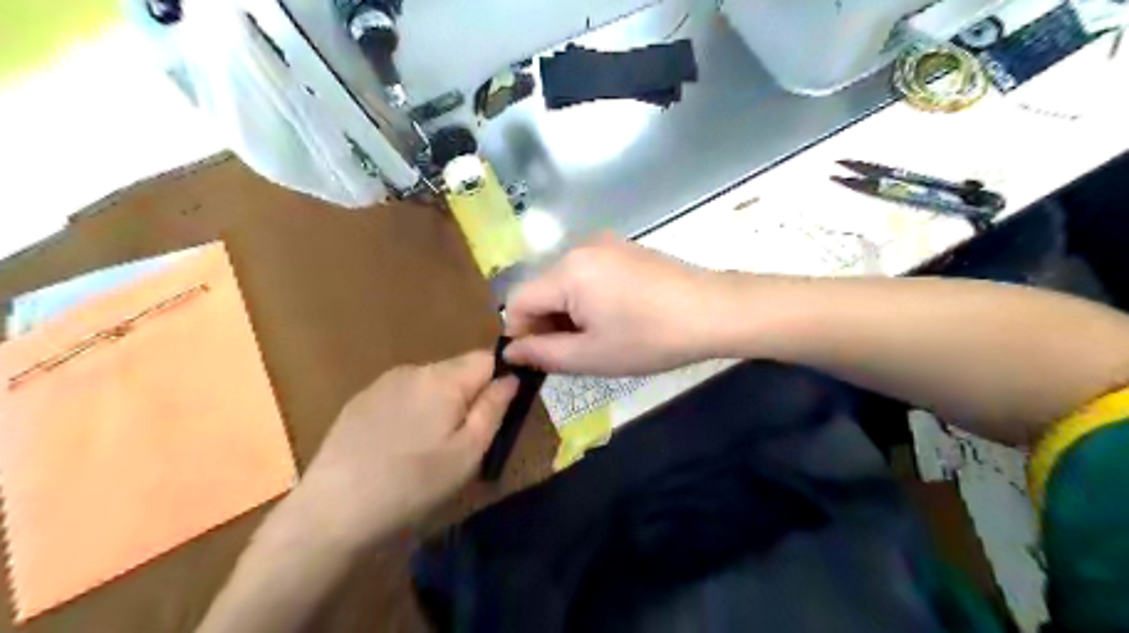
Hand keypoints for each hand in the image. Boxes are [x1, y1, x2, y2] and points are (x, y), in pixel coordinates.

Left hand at [291, 352, 516, 548]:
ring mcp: (383, 382)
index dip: (501, 378)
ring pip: (430, 383)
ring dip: (440, 405)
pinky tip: (398, 446)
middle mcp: (414, 369)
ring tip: (428, 447)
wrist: (332, 511)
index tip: (499, 410)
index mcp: (444, 378)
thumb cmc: (413, 484)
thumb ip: (494, 408)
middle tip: (463, 440)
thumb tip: (511, 377)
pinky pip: (403, 395)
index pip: (488, 358)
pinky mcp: (361, 400)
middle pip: (458, 370)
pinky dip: (412, 412)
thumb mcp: (468, 453)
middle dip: (469, 396)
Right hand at [506, 235, 733, 374]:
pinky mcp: (623, 248)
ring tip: (597, 337)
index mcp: (566, 271)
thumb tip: (511, 351)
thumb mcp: (591, 356)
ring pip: (563, 282)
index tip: (541, 358)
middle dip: (546, 322)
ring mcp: (604, 244)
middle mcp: (579, 247)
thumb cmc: (649, 338)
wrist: (713, 311)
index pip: (516, 300)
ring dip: (567, 311)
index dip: (521, 333)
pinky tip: (614, 317)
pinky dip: (587, 297)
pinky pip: (587, 273)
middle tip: (573, 353)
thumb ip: (542, 354)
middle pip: (541, 288)